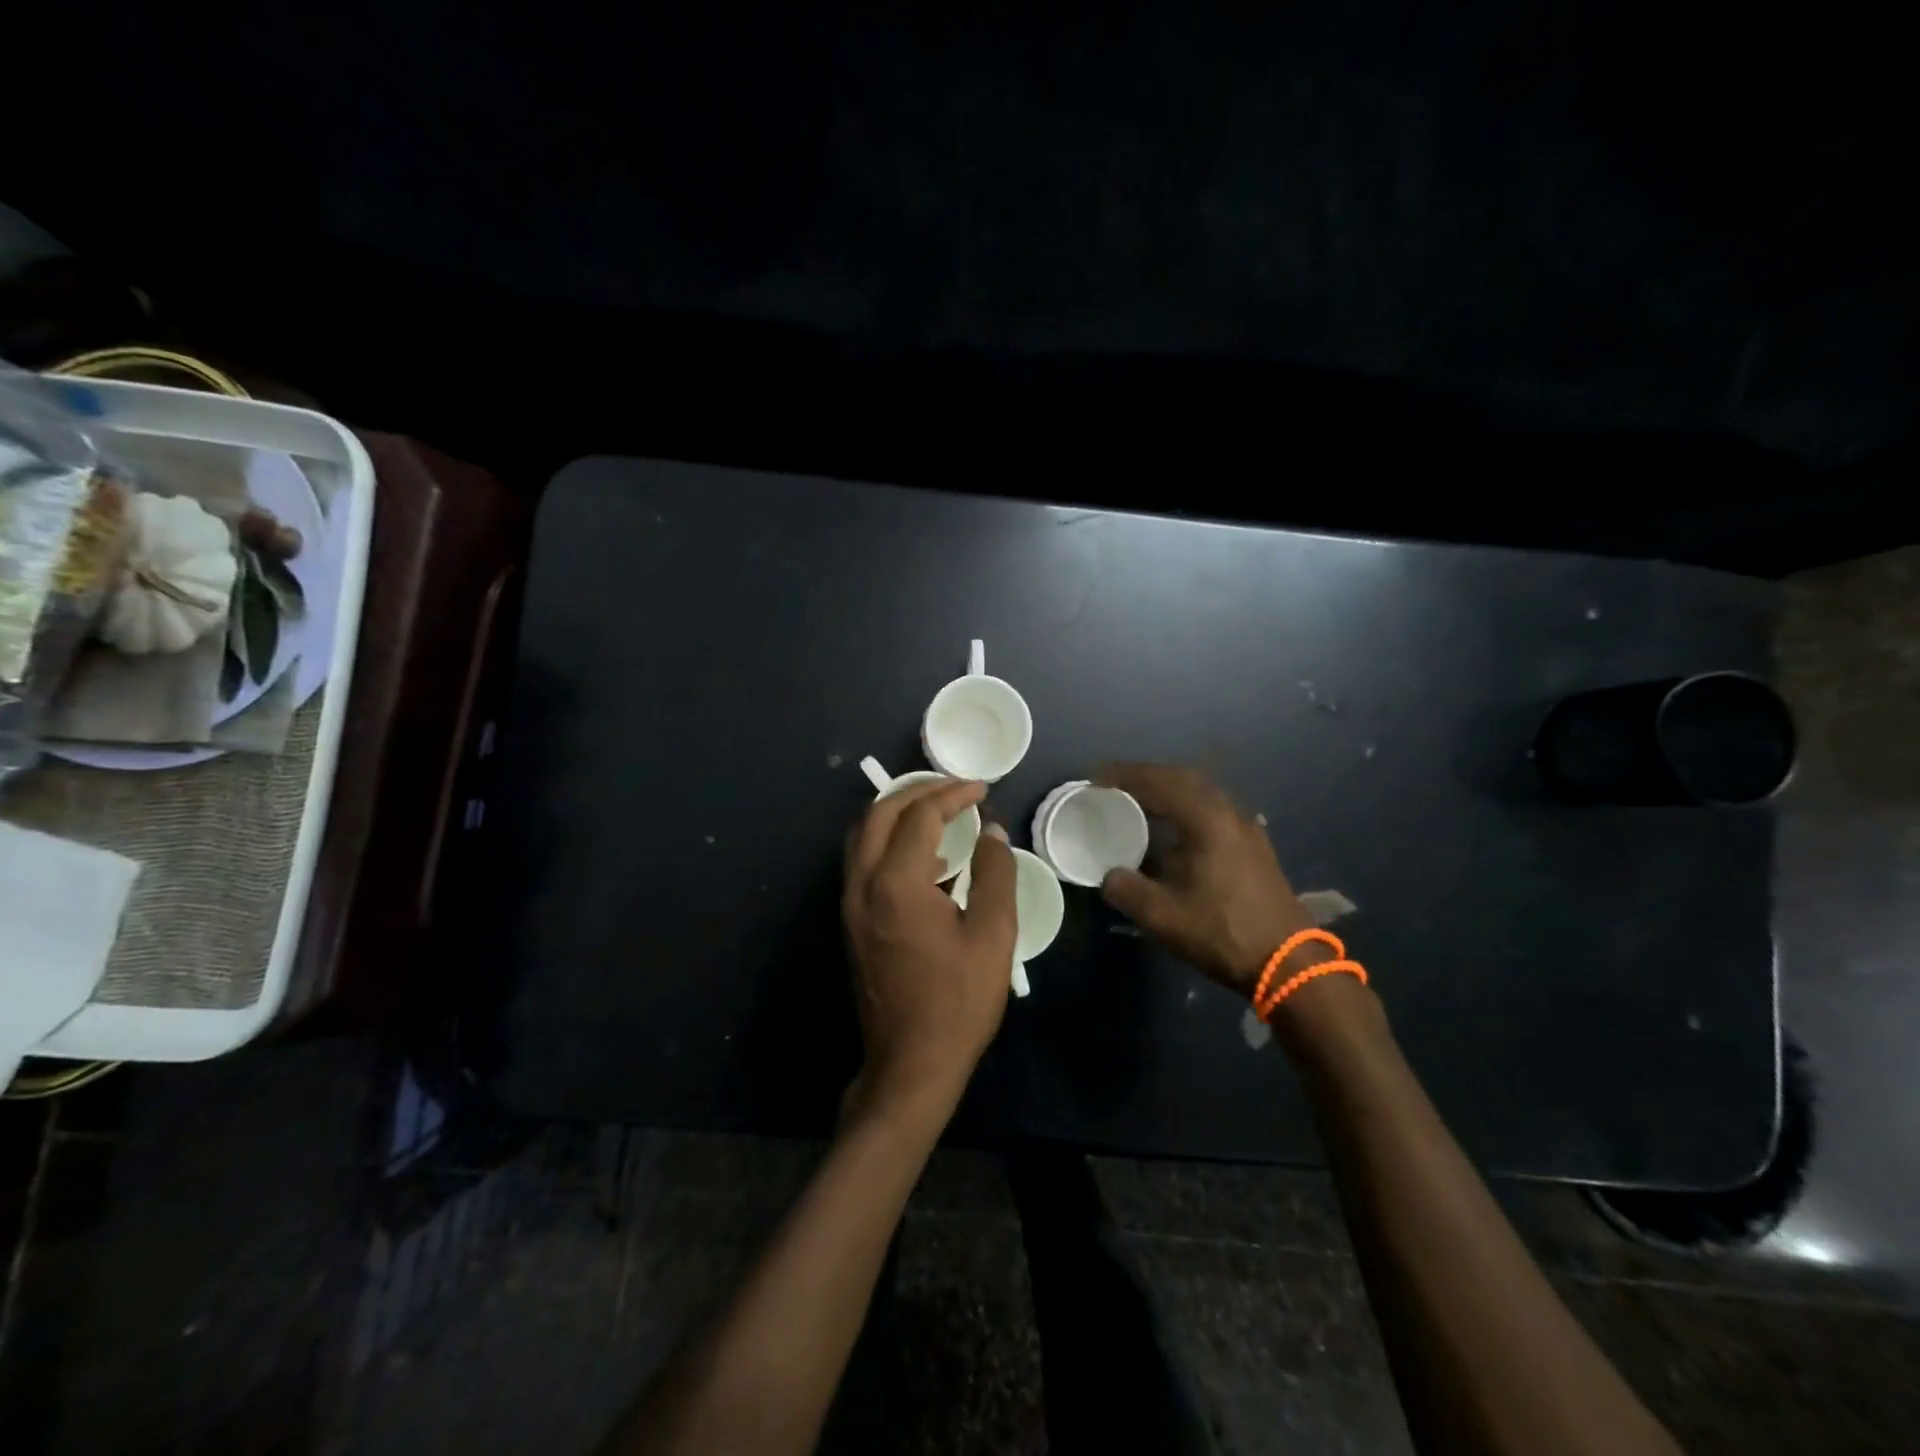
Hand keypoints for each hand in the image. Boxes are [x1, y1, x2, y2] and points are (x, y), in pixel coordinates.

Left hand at [842, 777, 1018, 1117]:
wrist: (911, 1064)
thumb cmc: (959, 1002)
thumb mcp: (993, 936)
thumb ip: (996, 874)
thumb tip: (992, 833)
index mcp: (896, 884)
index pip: (921, 816)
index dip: (953, 795)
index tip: (983, 789)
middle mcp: (862, 884)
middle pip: (879, 814)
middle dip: (917, 791)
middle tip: (956, 789)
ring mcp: (850, 904)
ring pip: (863, 835)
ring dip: (898, 813)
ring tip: (940, 812)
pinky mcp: (851, 922)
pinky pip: (863, 861)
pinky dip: (889, 842)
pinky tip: (927, 858)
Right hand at [1095, 763, 1315, 994]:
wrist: (1289, 963)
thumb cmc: (1224, 934)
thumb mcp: (1164, 917)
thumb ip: (1127, 890)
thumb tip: (1109, 876)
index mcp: (1207, 821)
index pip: (1159, 782)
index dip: (1124, 776)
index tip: (1095, 778)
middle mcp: (1229, 814)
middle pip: (1183, 778)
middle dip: (1146, 776)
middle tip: (1114, 783)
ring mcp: (1246, 828)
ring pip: (1201, 792)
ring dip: (1168, 789)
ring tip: (1139, 800)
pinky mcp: (1253, 846)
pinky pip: (1213, 809)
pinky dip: (1186, 806)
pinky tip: (1174, 827)